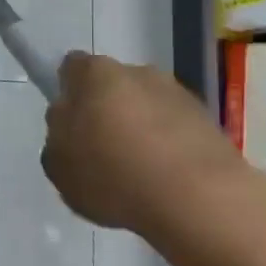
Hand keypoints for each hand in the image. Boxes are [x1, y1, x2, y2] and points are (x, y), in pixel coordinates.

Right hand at [41, 51, 245, 232]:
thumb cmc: (113, 175)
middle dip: (106, 112)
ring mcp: (178, 94)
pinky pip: (176, 130)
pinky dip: (169, 148)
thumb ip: (57, 136)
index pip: (71, 67)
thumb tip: (69, 124)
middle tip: (100, 152)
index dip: (68, 92)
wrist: (197, 199)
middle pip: (112, 87)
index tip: (69, 124)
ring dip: (140, 130)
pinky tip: (165, 183)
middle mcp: (137, 72)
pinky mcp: (209, 121)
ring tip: (137, 174)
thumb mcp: (58, 165)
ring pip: (146, 107)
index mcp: (95, 74)